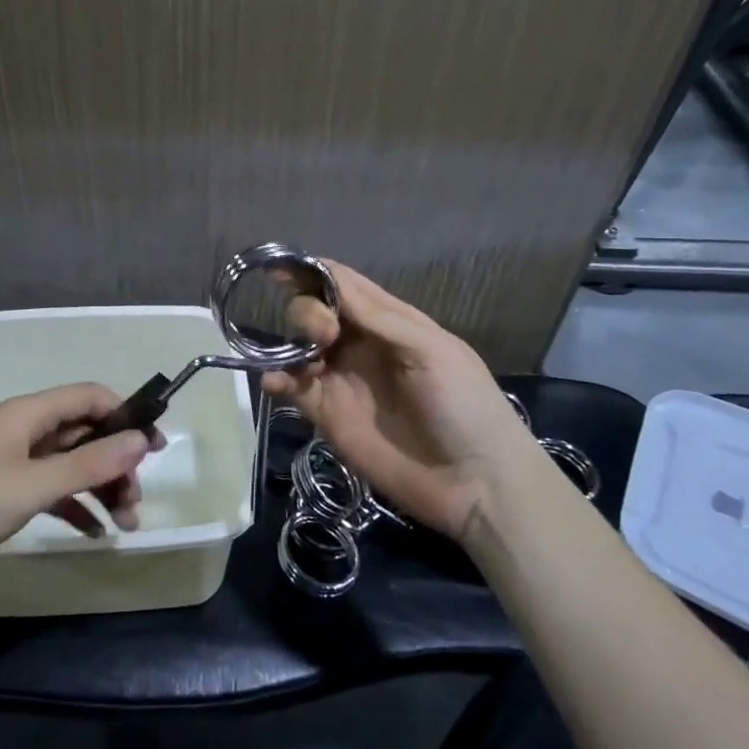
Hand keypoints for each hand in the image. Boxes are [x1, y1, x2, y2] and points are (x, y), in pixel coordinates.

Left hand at [0, 383, 158, 572]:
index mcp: (29, 414)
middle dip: (115, 463)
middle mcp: (23, 430)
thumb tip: (140, 439)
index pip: (90, 397)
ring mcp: (10, 461)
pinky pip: (48, 490)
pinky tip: (92, 533)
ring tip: (123, 524)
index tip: (155, 447)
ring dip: (98, 489)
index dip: (126, 416)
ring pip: (68, 466)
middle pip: (83, 434)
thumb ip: (88, 465)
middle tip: (135, 501)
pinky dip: (72, 506)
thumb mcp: (32, 484)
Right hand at [261, 261, 540, 540]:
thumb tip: (330, 279)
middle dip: (308, 311)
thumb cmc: (463, 405)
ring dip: (289, 341)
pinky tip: (275, 382)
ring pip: (298, 345)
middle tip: (324, 335)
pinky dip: (275, 379)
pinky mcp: (326, 414)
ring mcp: (340, 379)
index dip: (314, 272)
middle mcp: (360, 345)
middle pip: (315, 310)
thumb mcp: (430, 350)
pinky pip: (291, 387)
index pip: (344, 285)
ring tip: (308, 361)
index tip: (282, 264)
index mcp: (389, 322)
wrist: (473, 484)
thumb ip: (378, 317)